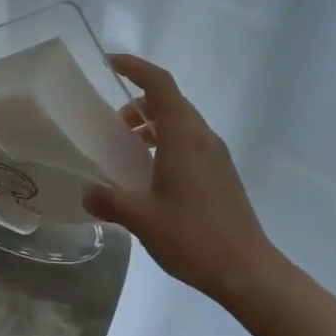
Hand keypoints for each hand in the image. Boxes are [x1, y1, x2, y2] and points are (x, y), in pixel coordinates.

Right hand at [83, 54, 281, 303]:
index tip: (110, 63)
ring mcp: (216, 156)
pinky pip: (190, 144)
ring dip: (153, 126)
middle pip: (171, 101)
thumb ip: (109, 200)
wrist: (248, 272)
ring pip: (181, 124)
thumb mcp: (141, 219)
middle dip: (139, 103)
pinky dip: (167, 144)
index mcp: (184, 136)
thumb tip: (87, 193)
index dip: (135, 67)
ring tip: (128, 151)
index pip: (160, 84)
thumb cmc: (193, 236)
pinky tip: (151, 176)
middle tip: (112, 124)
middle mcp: (202, 138)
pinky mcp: (222, 175)